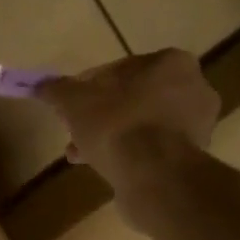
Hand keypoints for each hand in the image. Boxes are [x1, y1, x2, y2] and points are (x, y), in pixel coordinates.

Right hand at [34, 50, 218, 191]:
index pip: (121, 69)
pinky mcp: (193, 158)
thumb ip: (58, 90)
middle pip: (133, 100)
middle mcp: (194, 88)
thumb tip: (41, 85)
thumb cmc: (117, 125)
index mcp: (171, 63)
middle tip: (75, 134)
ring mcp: (198, 126)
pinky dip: (130, 157)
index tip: (70, 106)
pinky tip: (106, 169)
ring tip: (82, 156)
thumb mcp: (75, 103)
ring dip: (111, 139)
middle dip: (100, 117)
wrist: (154, 176)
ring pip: (142, 127)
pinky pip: (153, 151)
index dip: (89, 87)